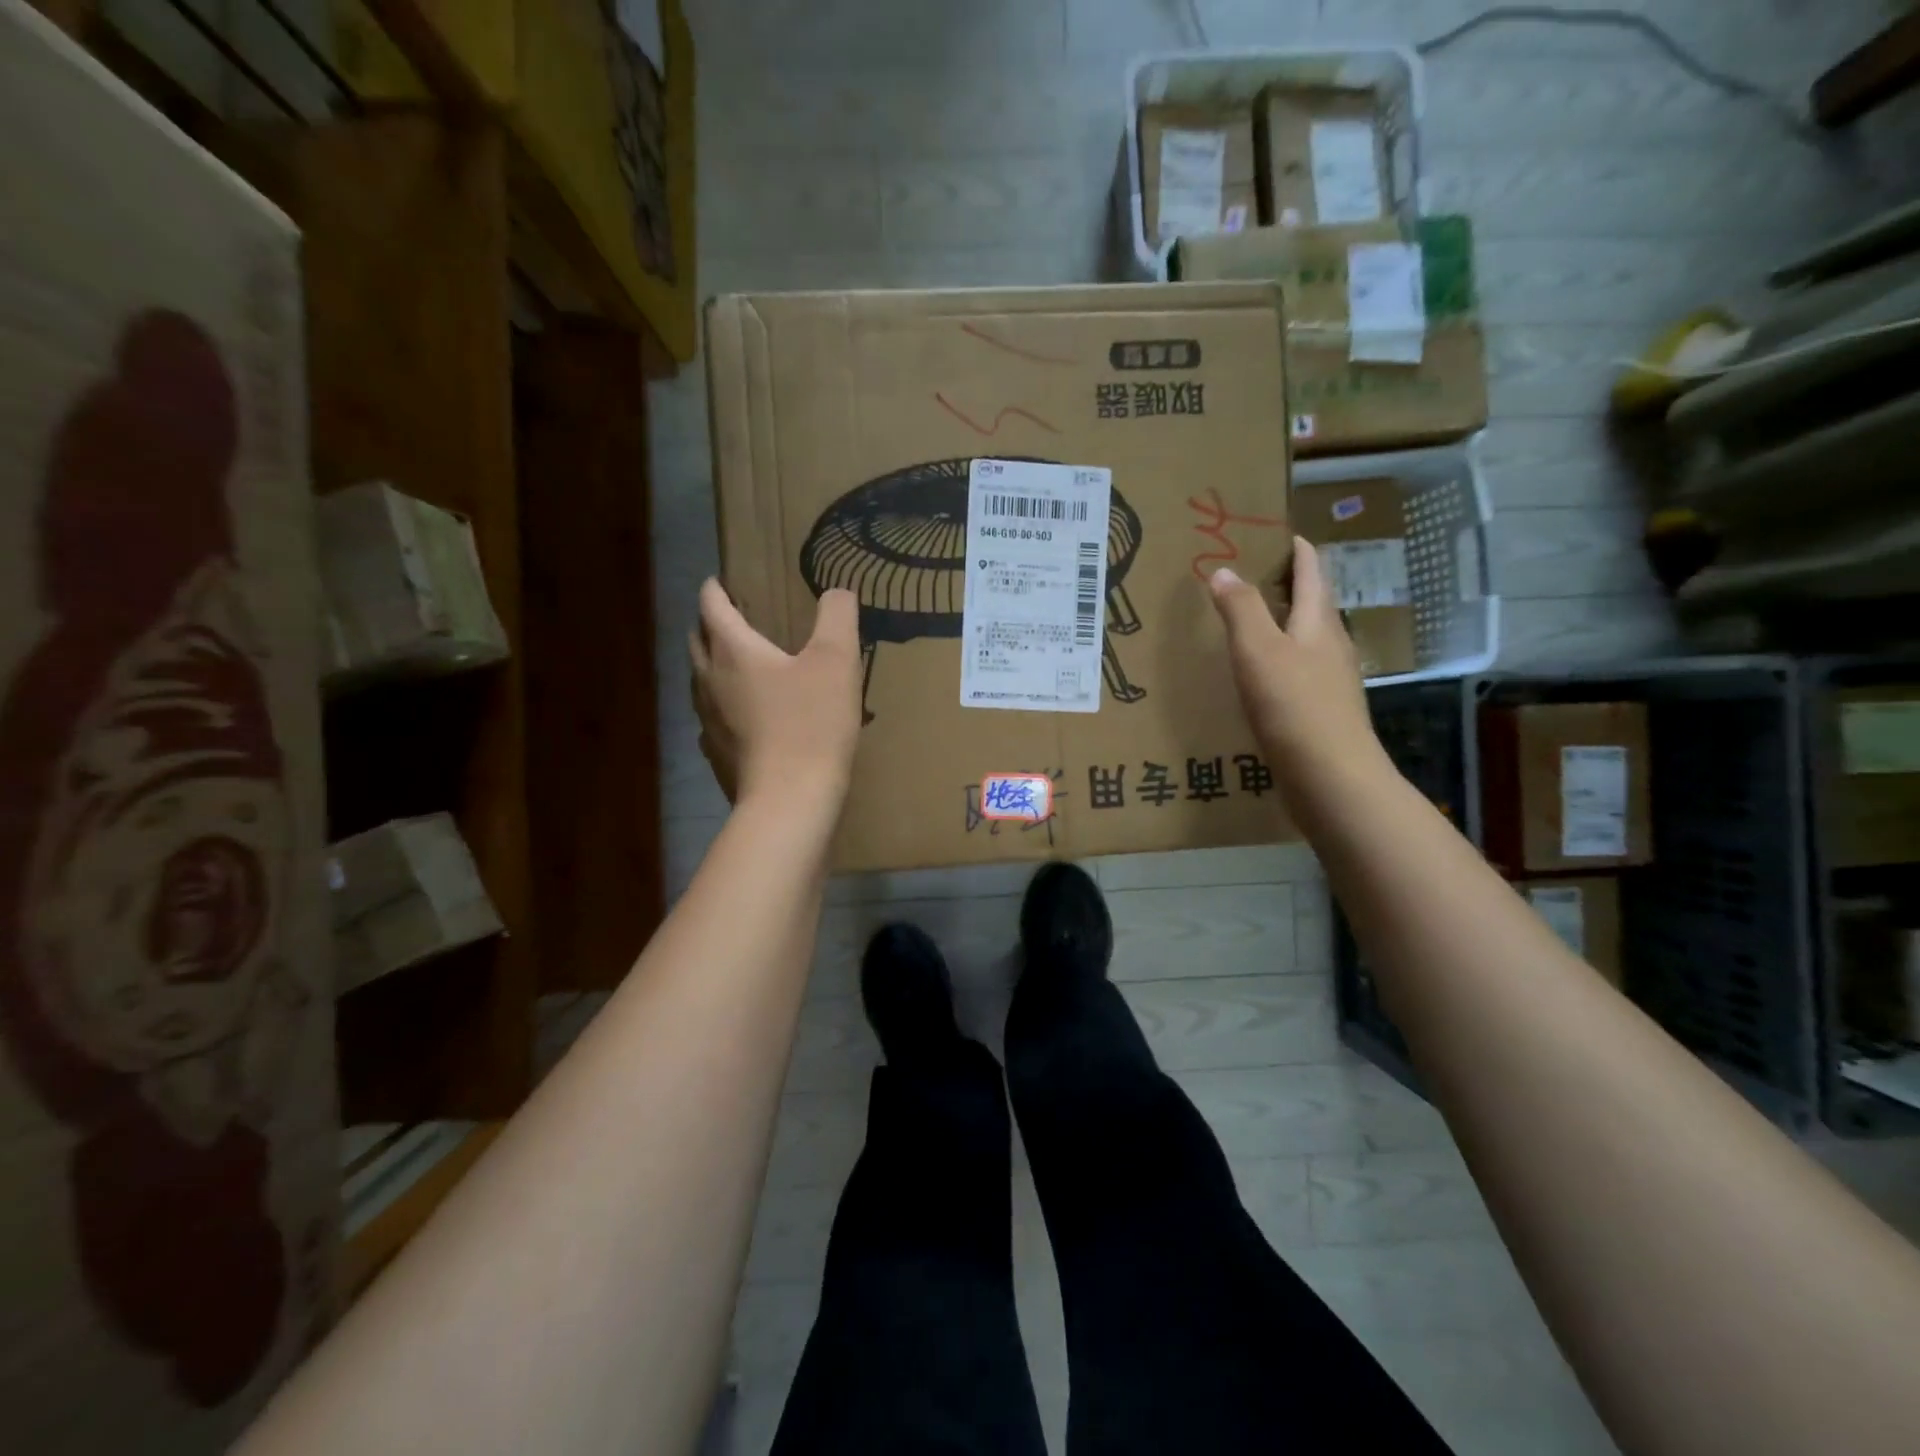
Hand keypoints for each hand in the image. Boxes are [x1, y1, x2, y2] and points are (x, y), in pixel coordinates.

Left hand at [690, 580, 862, 808]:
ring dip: (714, 665)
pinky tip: (743, 716)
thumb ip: (837, 616)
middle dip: (710, 624)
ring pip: (701, 681)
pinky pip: (712, 717)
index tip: (722, 580)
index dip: (715, 588)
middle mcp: (710, 680)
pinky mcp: (716, 754)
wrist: (790, 801)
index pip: (711, 606)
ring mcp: (708, 720)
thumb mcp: (837, 660)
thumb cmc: (812, 723)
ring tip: (739, 665)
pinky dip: (723, 705)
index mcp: (733, 651)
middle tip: (734, 618)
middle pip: (698, 641)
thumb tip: (837, 592)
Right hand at [1207, 539, 1384, 794]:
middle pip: (1313, 605)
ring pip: (1307, 641)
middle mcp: (1332, 646)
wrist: (1330, 777)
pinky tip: (1260, 677)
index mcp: (1319, 623)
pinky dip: (1280, 661)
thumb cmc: (1294, 705)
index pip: (1313, 572)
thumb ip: (1240, 609)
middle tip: (1254, 574)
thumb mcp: (1258, 650)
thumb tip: (1223, 570)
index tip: (1282, 533)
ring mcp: (1331, 682)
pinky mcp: (1322, 712)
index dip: (1299, 550)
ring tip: (1251, 623)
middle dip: (1289, 586)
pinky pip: (1299, 673)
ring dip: (1284, 625)